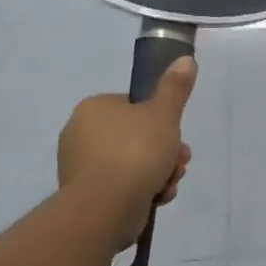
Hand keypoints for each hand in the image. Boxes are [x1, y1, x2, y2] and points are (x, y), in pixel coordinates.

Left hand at [57, 59, 196, 209]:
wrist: (106, 206)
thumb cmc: (136, 151)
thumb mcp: (164, 113)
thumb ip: (175, 87)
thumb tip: (185, 59)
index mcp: (94, 108)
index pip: (134, 107)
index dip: (162, 121)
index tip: (177, 136)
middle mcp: (80, 134)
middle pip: (136, 137)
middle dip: (164, 151)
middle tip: (179, 163)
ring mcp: (80, 166)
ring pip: (132, 163)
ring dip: (158, 172)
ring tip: (170, 183)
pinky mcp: (85, 195)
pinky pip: (121, 186)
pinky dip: (141, 190)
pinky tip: (157, 198)